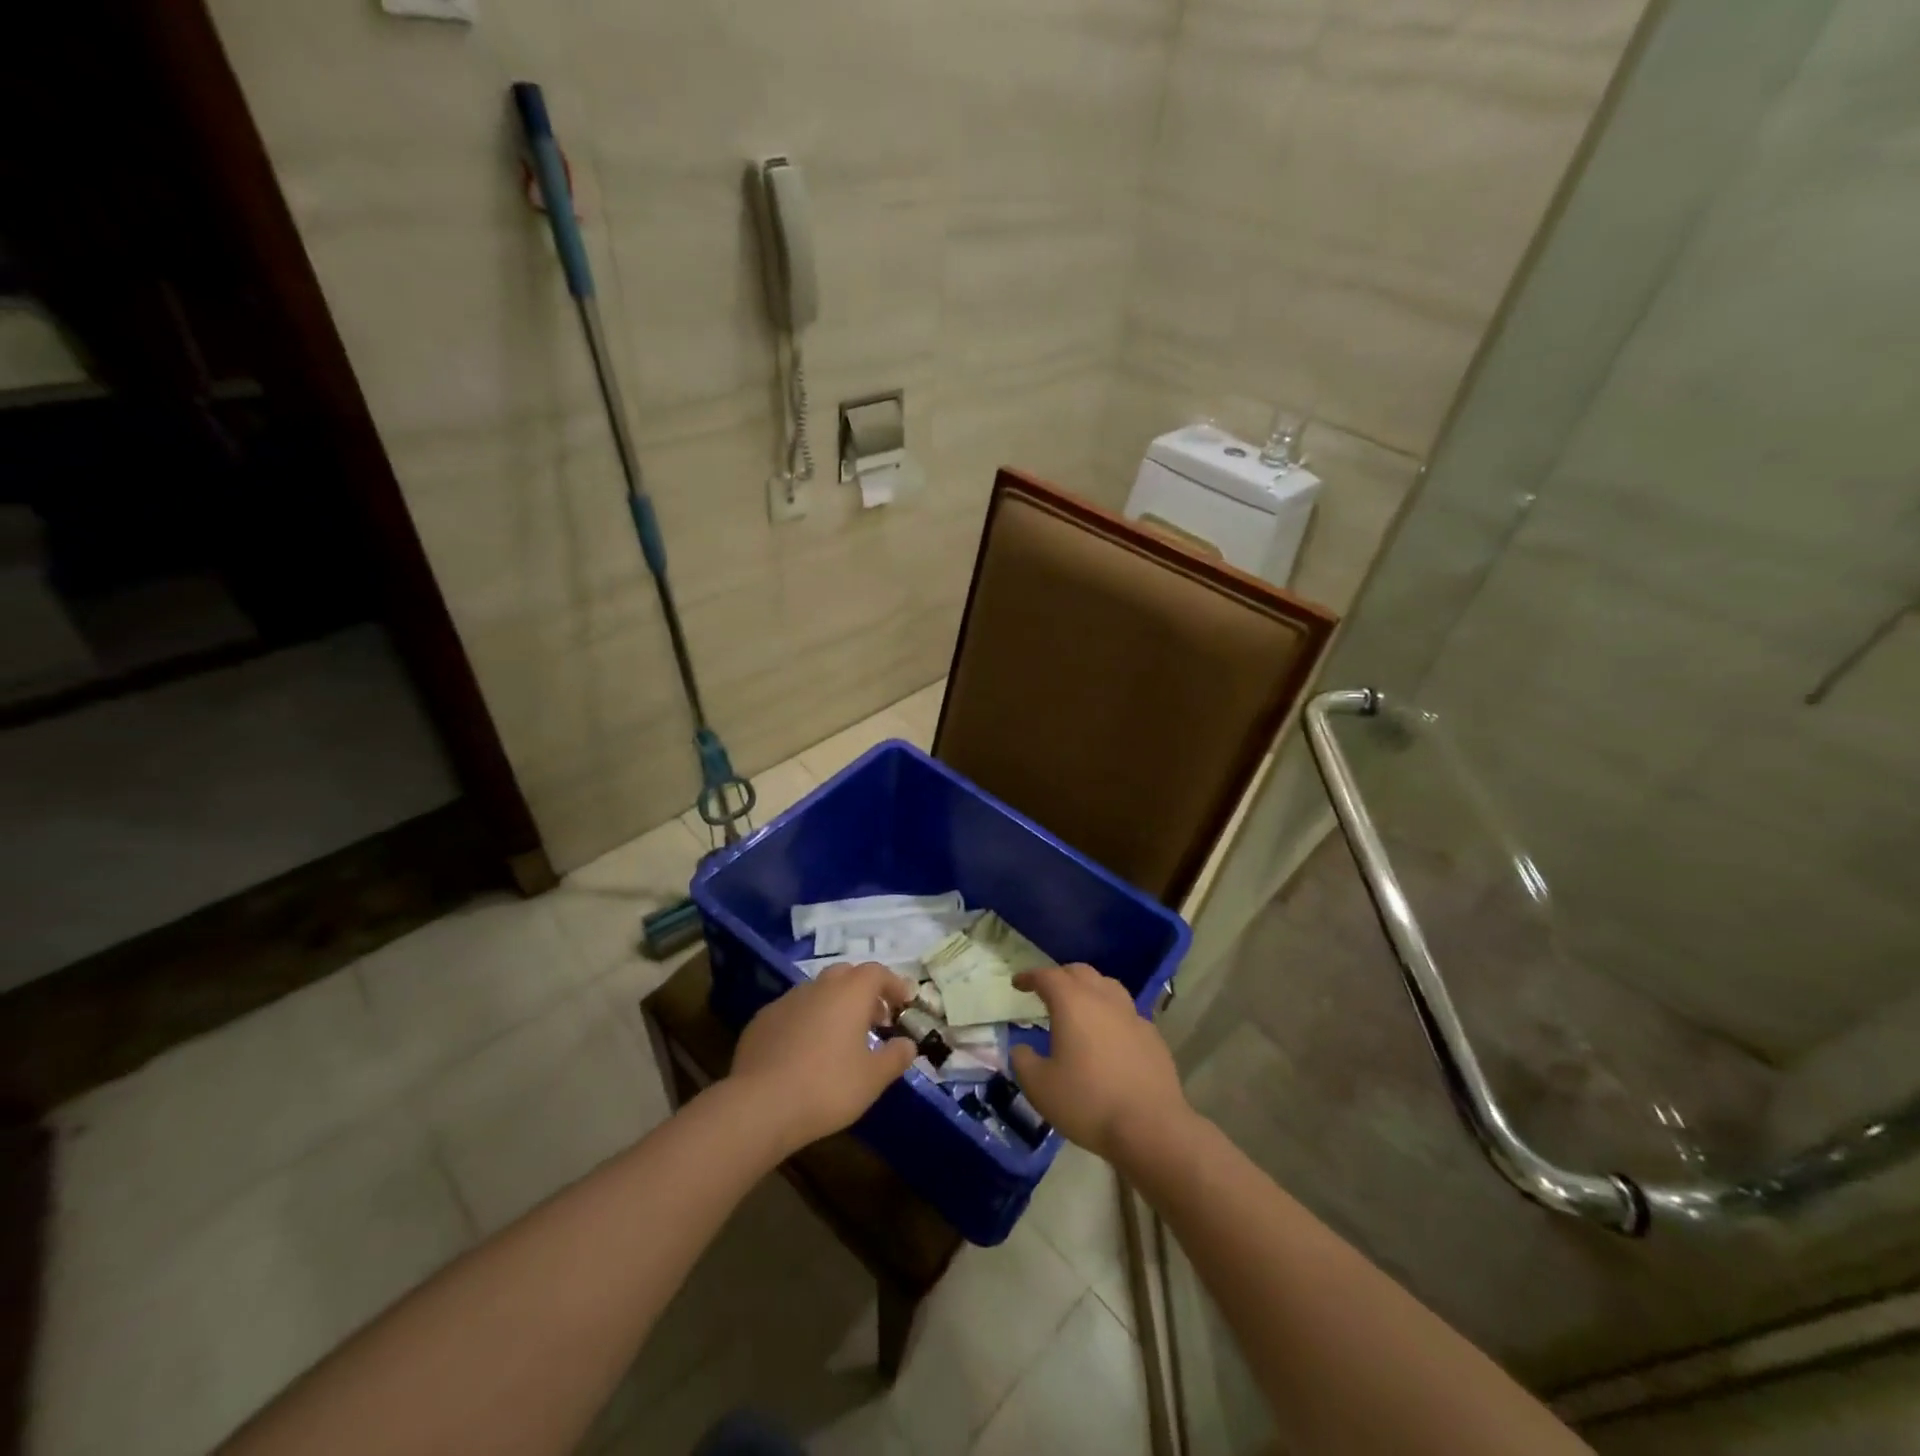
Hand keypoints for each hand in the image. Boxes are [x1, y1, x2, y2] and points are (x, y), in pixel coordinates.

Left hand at [729, 961, 917, 1152]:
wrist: (760, 1105)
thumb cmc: (827, 1087)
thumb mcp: (873, 1078)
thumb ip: (896, 1057)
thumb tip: (907, 1044)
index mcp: (850, 992)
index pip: (877, 973)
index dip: (894, 985)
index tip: (905, 1003)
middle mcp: (818, 987)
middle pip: (846, 975)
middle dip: (864, 991)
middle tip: (875, 1020)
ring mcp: (786, 1001)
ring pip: (818, 992)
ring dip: (834, 1006)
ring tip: (841, 1038)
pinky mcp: (762, 1020)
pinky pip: (793, 1012)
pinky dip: (807, 1021)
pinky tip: (805, 1051)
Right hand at [1009, 964, 1193, 1166]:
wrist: (1150, 1127)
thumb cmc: (1087, 1102)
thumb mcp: (1040, 1087)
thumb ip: (1023, 1061)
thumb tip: (1022, 1049)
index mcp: (1072, 1003)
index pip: (1047, 976)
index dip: (1030, 977)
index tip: (1018, 984)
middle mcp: (1103, 999)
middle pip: (1080, 972)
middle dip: (1060, 977)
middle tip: (1047, 992)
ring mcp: (1132, 1015)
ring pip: (1108, 986)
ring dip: (1089, 989)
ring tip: (1080, 1007)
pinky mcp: (1152, 1036)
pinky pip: (1127, 1013)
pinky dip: (1111, 1014)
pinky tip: (1109, 1037)